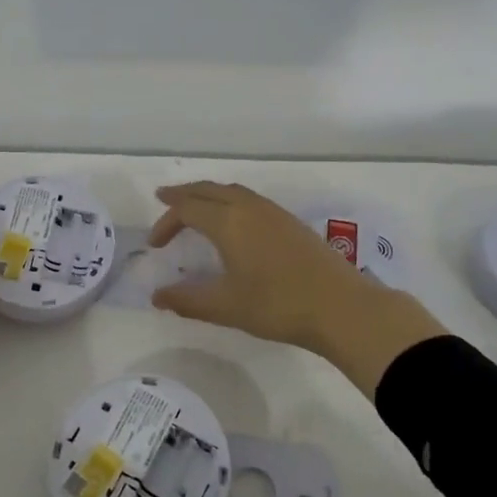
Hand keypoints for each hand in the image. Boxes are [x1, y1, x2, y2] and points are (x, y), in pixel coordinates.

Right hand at [148, 182, 447, 396]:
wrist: (342, 307)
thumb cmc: (277, 305)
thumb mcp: (226, 306)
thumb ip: (187, 300)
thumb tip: (157, 296)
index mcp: (228, 222)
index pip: (187, 209)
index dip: (166, 222)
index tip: (154, 245)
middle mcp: (248, 208)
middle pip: (208, 190)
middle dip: (183, 194)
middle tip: (164, 199)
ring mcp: (273, 212)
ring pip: (231, 191)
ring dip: (208, 195)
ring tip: (195, 207)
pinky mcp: (290, 222)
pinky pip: (249, 199)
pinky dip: (229, 201)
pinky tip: (234, 222)